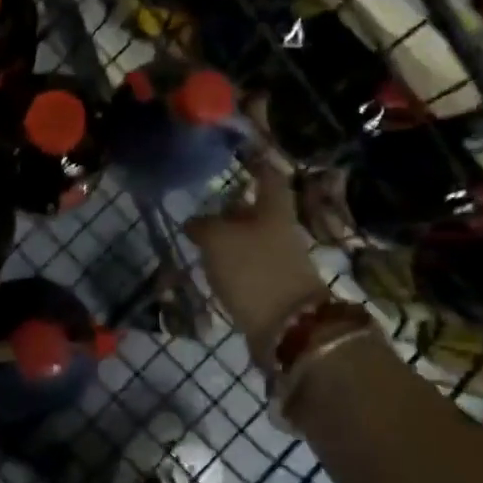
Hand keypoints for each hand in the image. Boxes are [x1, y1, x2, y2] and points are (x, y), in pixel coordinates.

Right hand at [185, 151, 325, 357]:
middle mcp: (280, 231)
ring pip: (252, 239)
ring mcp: (280, 260)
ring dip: (230, 237)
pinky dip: (232, 262)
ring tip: (200, 239)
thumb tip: (194, 222)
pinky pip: (249, 264)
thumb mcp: (217, 240)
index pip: (269, 178)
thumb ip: (202, 226)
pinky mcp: (273, 287)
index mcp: (273, 210)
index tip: (244, 156)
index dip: (258, 165)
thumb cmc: (252, 269)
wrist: (288, 327)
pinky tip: (212, 267)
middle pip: (258, 211)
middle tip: (206, 204)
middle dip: (234, 207)